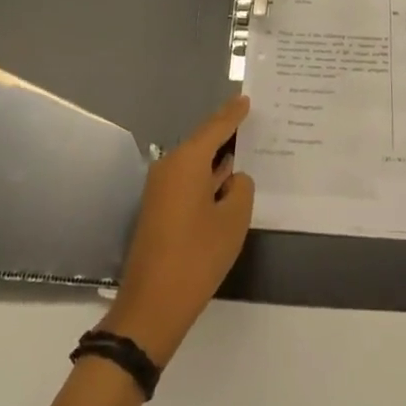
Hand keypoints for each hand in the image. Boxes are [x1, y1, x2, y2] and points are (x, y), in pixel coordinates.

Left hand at [105, 95, 254, 365]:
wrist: (152, 306)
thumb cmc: (197, 256)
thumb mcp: (233, 220)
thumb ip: (241, 188)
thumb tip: (232, 179)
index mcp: (187, 161)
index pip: (216, 127)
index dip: (233, 113)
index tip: (247, 98)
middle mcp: (169, 166)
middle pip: (203, 142)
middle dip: (227, 135)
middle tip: (253, 124)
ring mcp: (160, 189)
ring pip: (196, 164)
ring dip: (218, 161)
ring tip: (246, 153)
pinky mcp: (158, 209)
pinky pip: (188, 182)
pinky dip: (208, 180)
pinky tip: (226, 187)